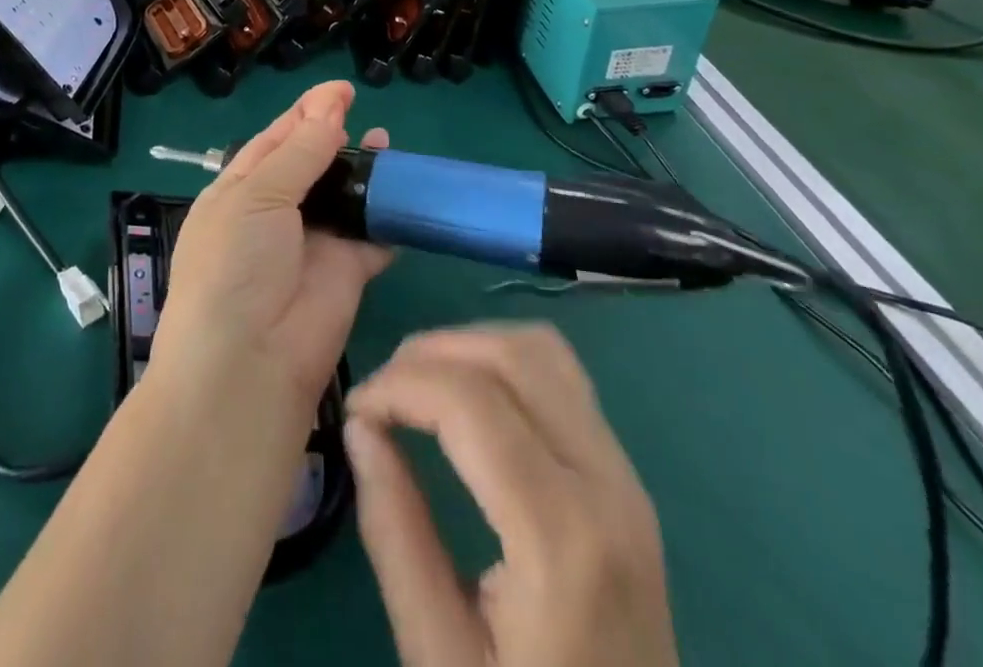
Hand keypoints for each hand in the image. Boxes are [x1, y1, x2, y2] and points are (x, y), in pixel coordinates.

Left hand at [150, 80, 391, 413]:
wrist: (249, 362)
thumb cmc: (236, 263)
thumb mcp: (258, 194)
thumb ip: (300, 151)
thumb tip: (330, 105)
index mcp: (240, 190)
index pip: (275, 140)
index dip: (306, 112)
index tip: (340, 89)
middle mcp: (275, 213)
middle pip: (312, 164)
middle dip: (337, 138)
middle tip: (366, 117)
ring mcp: (312, 244)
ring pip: (345, 196)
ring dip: (365, 172)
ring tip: (388, 146)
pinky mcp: (347, 273)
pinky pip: (372, 236)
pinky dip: (387, 217)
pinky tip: (405, 194)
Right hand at [345, 326, 678, 666]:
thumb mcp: (440, 658)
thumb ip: (395, 532)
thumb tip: (360, 428)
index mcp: (564, 540)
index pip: (471, 400)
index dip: (400, 384)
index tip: (354, 409)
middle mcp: (608, 488)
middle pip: (512, 355)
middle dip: (430, 353)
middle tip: (381, 394)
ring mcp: (628, 480)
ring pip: (542, 350)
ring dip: (470, 346)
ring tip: (418, 387)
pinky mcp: (628, 481)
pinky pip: (563, 379)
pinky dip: (504, 363)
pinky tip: (469, 400)